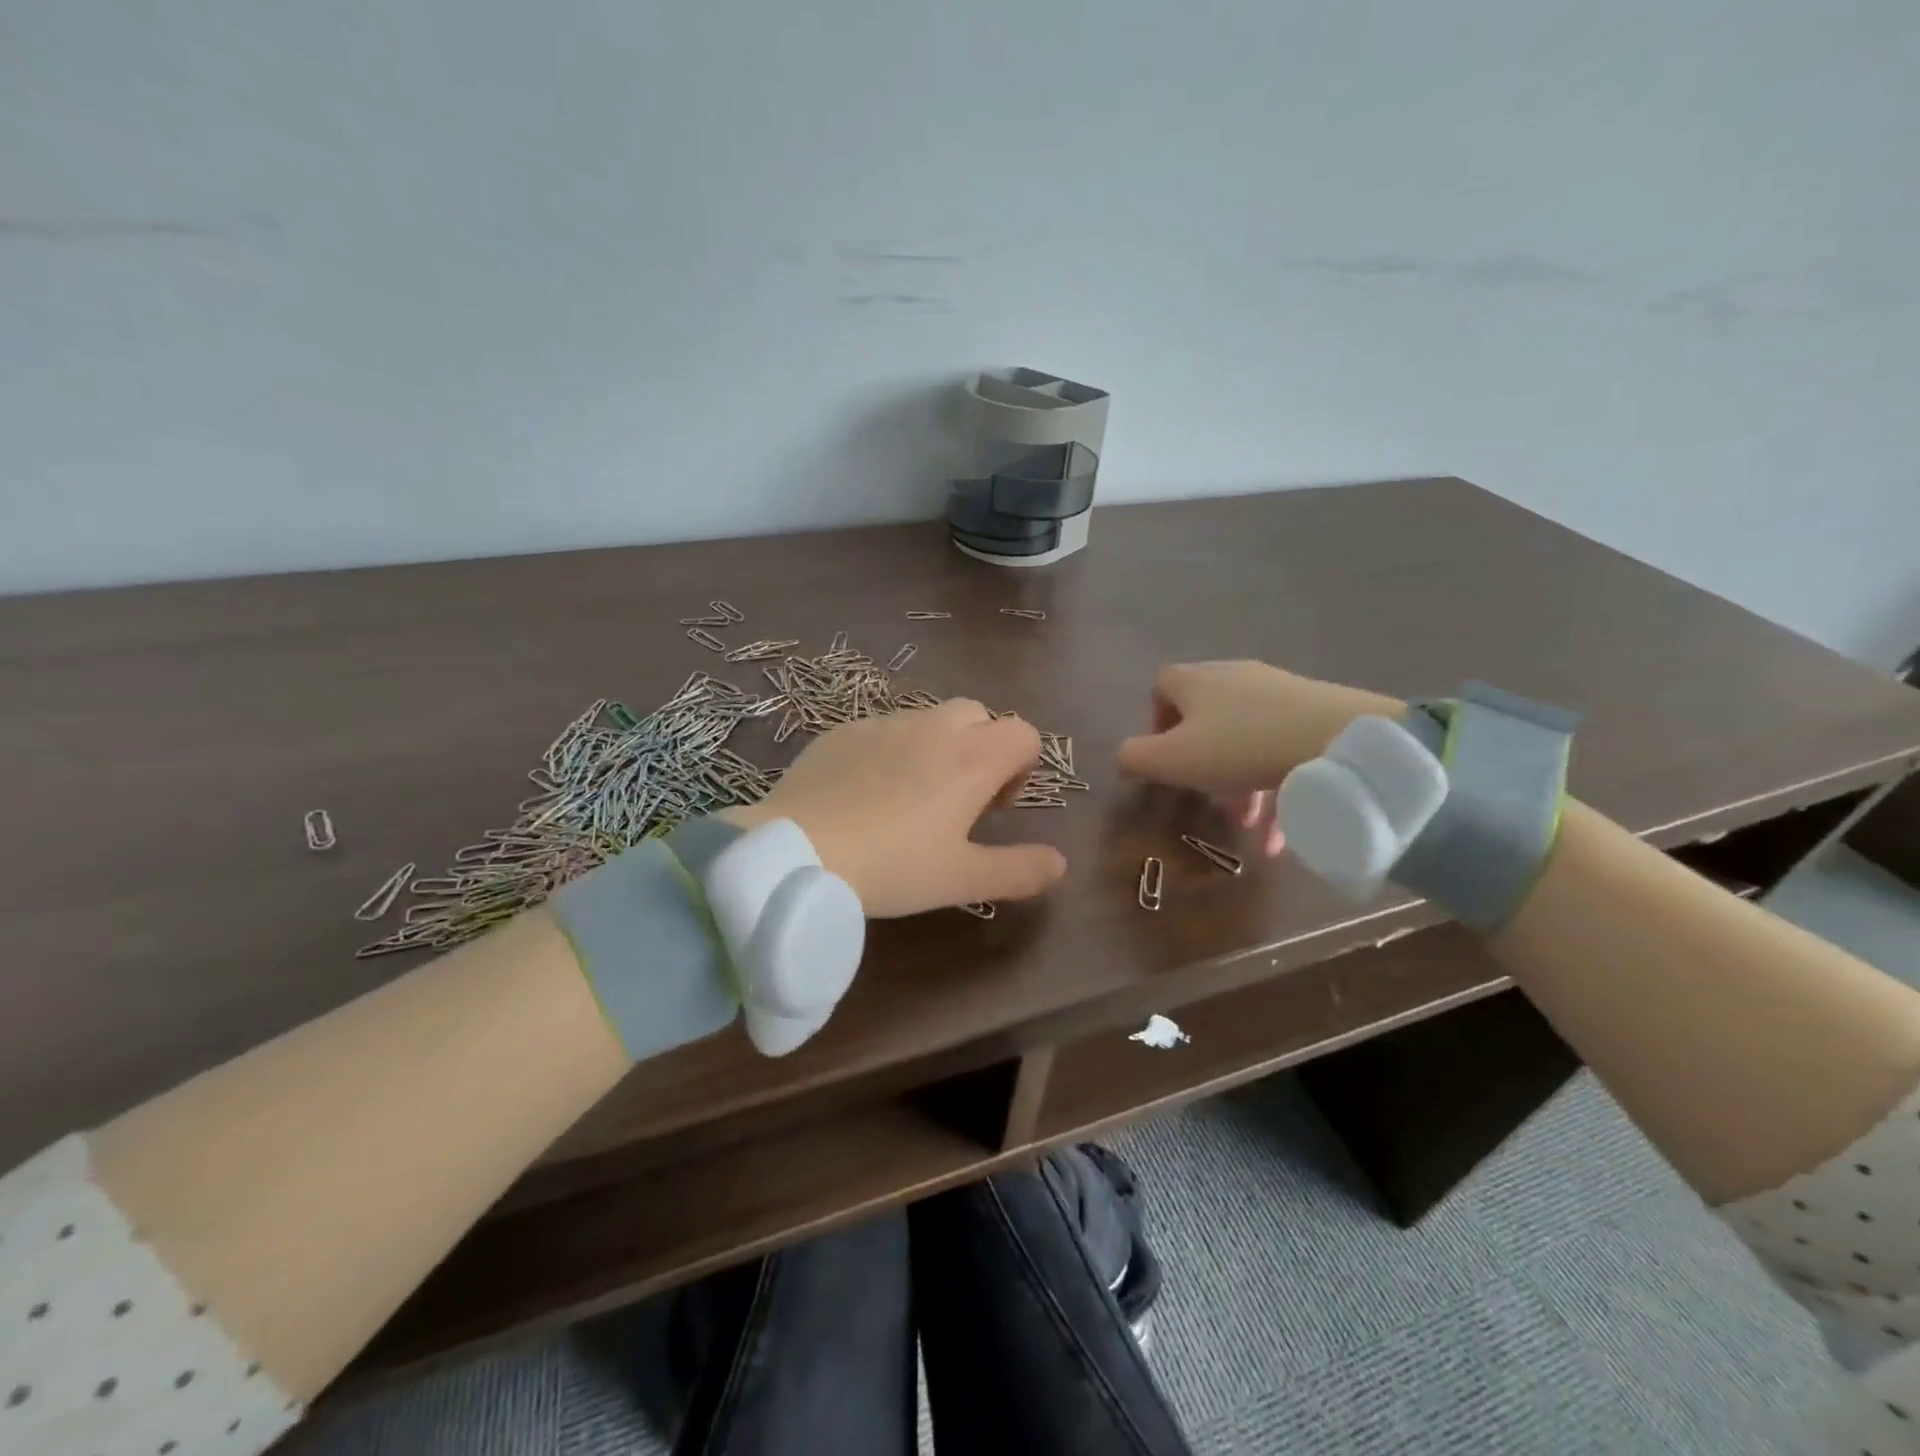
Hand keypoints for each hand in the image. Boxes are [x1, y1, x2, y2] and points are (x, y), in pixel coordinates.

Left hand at [722, 699, 1067, 917]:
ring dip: (936, 747)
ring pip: (929, 719)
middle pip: (979, 715)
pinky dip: (890, 751)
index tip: (995, 808)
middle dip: (981, 747)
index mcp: (972, 758)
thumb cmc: (892, 866)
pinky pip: (882, 729)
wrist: (797, 852)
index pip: (1024, 734)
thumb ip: (1019, 870)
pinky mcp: (843, 731)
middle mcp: (933, 728)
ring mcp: (884, 724)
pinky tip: (864, 793)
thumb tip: (1060, 863)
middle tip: (959, 799)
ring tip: (910, 797)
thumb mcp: (962, 879)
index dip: (1021, 767)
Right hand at [1115, 661, 1401, 854]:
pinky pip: (1281, 748)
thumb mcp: (1173, 760)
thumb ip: (1136, 758)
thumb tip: (1124, 758)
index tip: (1165, 759)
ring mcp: (1278, 691)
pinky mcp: (1314, 710)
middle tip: (1205, 797)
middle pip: (1205, 717)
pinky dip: (1274, 786)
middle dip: (1202, 762)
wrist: (1337, 739)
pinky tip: (1279, 833)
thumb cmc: (1239, 747)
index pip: (1161, 687)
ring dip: (1239, 782)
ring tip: (1246, 823)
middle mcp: (1233, 676)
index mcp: (1195, 680)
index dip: (1156, 723)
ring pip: (1245, 738)